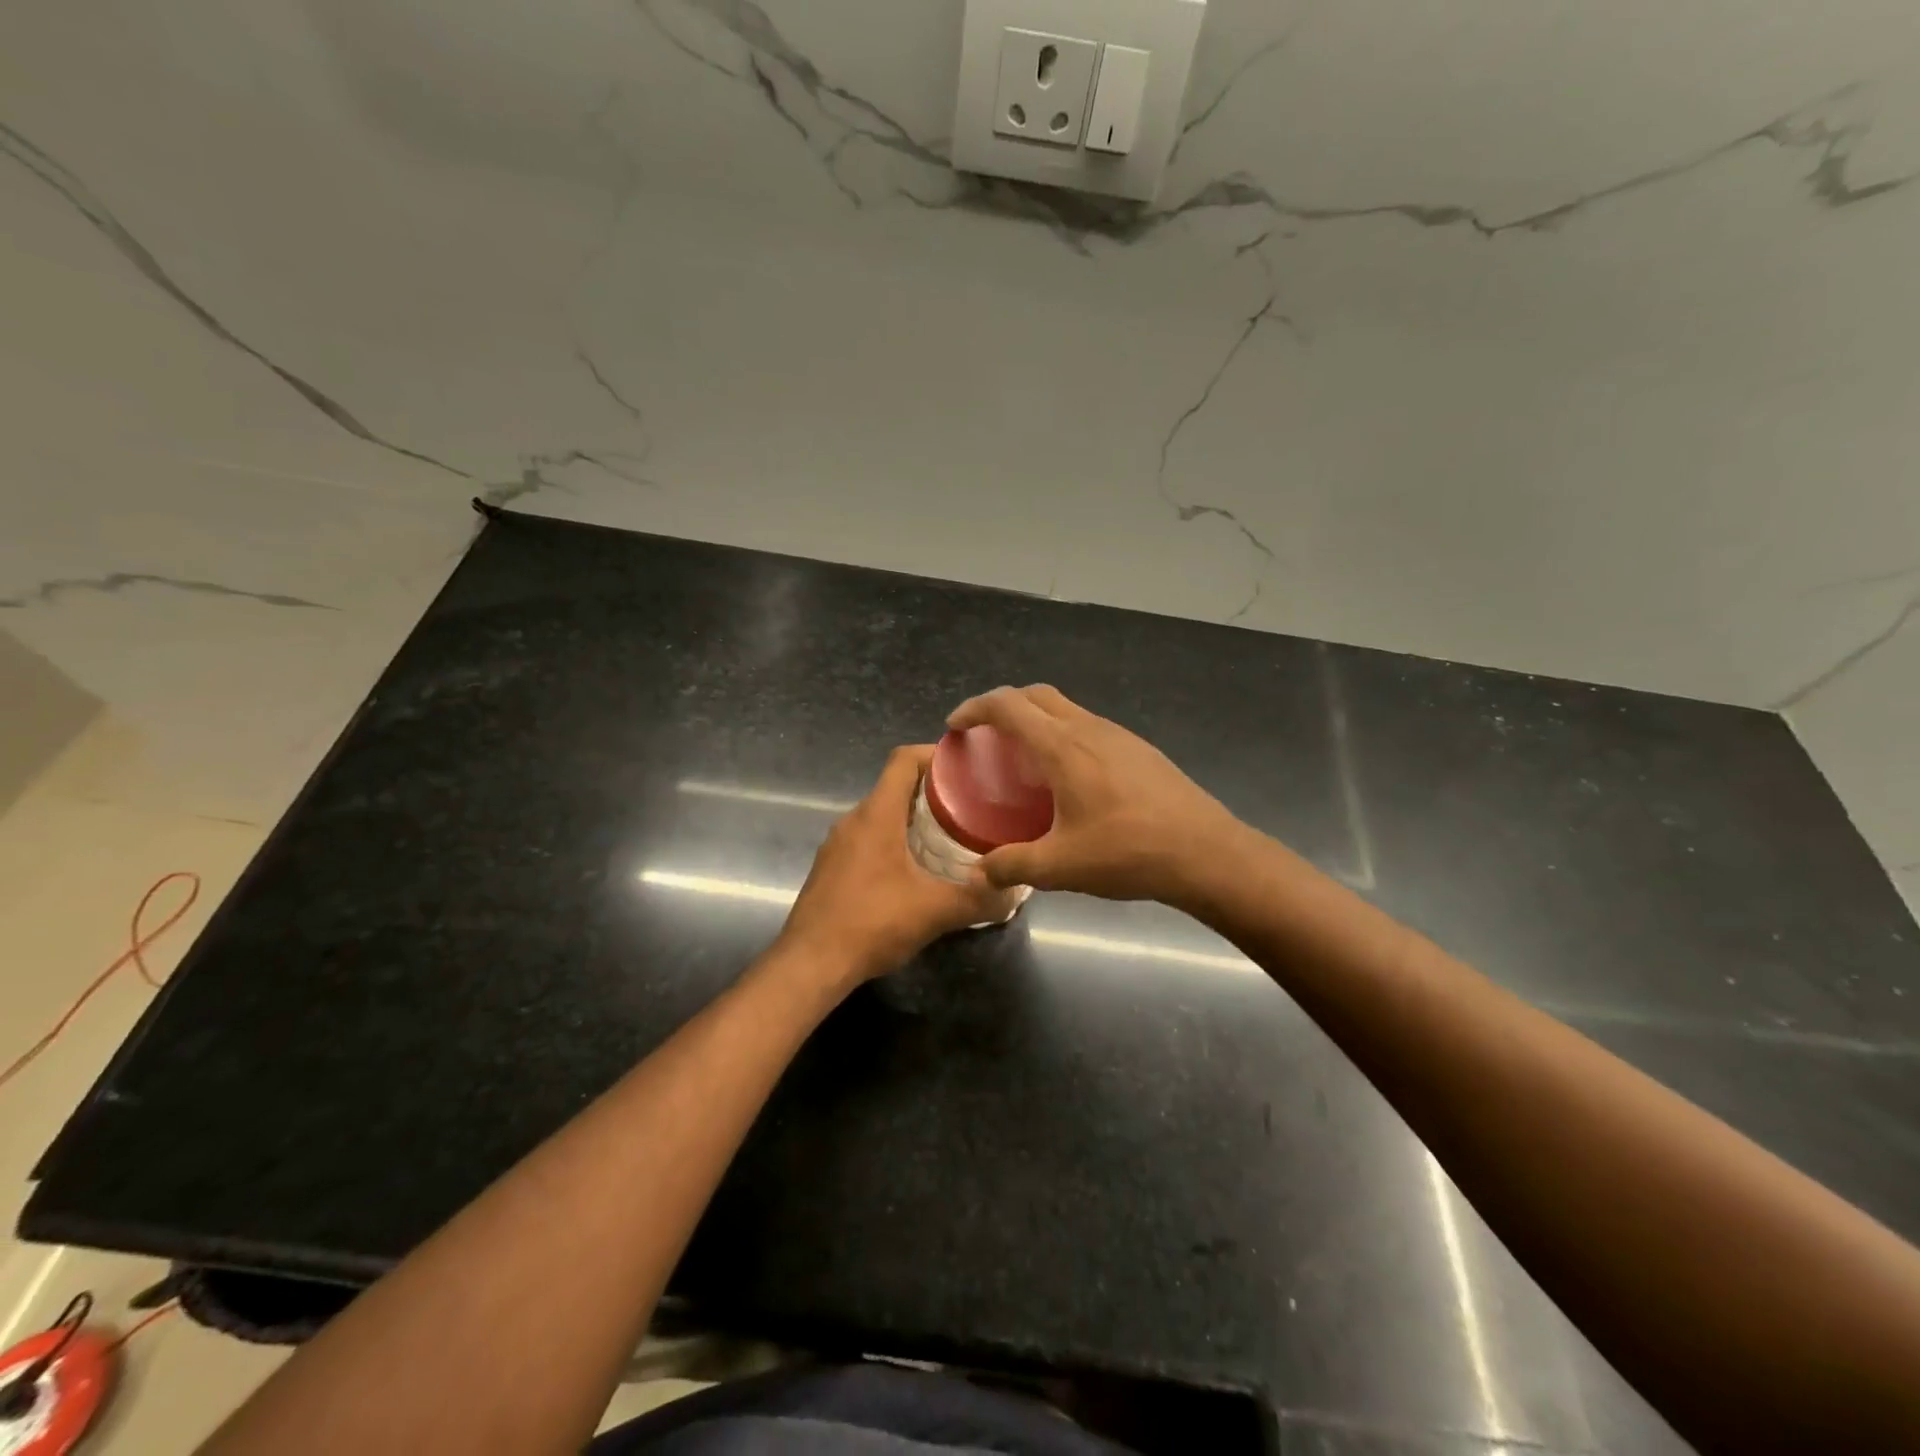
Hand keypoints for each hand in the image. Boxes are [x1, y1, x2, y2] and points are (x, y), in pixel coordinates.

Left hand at [775, 745, 1010, 986]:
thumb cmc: (871, 924)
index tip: (967, 765)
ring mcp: (837, 845)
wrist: (810, 964)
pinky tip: (916, 870)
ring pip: (881, 815)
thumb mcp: (934, 911)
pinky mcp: (831, 868)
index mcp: (876, 815)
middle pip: (895, 786)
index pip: (903, 760)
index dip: (935, 754)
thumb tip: (1014, 893)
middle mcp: (853, 820)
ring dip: (913, 818)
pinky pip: (868, 839)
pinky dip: (894, 841)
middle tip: (971, 806)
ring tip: (950, 836)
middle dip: (933, 790)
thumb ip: (978, 899)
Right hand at [947, 685, 1249, 906]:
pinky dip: (1063, 734)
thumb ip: (1013, 866)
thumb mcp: (1061, 867)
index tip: (955, 725)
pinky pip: (1088, 726)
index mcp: (1063, 747)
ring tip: (1022, 755)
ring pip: (1066, 708)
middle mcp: (1088, 729)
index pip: (1008, 706)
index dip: (975, 709)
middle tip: (984, 734)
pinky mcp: (1139, 749)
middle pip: (1036, 695)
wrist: (1206, 852)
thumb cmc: (1128, 852)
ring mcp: (1118, 735)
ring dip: (1037, 718)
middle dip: (1003, 705)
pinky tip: (1068, 776)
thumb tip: (980, 873)